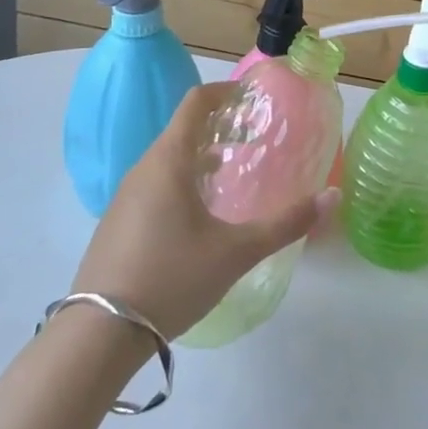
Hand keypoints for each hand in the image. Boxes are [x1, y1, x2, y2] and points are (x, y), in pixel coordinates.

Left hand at [72, 81, 339, 339]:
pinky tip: (199, 214)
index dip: (225, 91)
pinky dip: (182, 178)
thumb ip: (285, 223)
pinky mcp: (116, 223)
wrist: (95, 337)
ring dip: (200, 153)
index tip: (253, 97)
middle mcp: (143, 168)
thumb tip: (332, 197)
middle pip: (182, 128)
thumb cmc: (171, 279)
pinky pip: (154, 183)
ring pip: (167, 158)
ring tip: (231, 171)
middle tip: (252, 136)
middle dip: (218, 124)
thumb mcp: (236, 252)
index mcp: (169, 161)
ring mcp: (124, 197)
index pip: (196, 102)